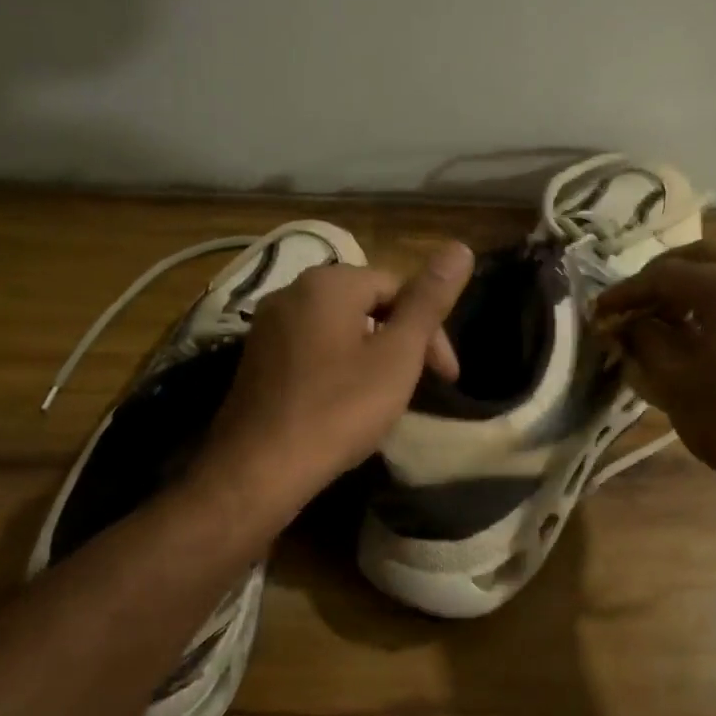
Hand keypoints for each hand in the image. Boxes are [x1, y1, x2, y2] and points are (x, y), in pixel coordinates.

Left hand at [197, 241, 474, 518]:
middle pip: (365, 305)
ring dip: (371, 356)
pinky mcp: (256, 360)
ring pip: (338, 330)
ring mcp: (267, 327)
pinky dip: (338, 368)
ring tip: (387, 397)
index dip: (430, 330)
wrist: (259, 468)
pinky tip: (345, 404)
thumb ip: (428, 302)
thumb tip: (460, 247)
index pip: (397, 287)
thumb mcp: (397, 356)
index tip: (446, 376)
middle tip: (420, 386)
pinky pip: (311, 350)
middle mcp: (292, 292)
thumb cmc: (339, 409)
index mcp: (329, 283)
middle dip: (400, 341)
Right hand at [596, 243, 715, 490]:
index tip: (600, 310)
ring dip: (693, 289)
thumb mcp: (674, 380)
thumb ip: (644, 339)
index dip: (626, 291)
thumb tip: (627, 324)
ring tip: (665, 321)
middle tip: (634, 305)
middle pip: (702, 259)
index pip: (665, 274)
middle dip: (662, 278)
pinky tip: (703, 335)